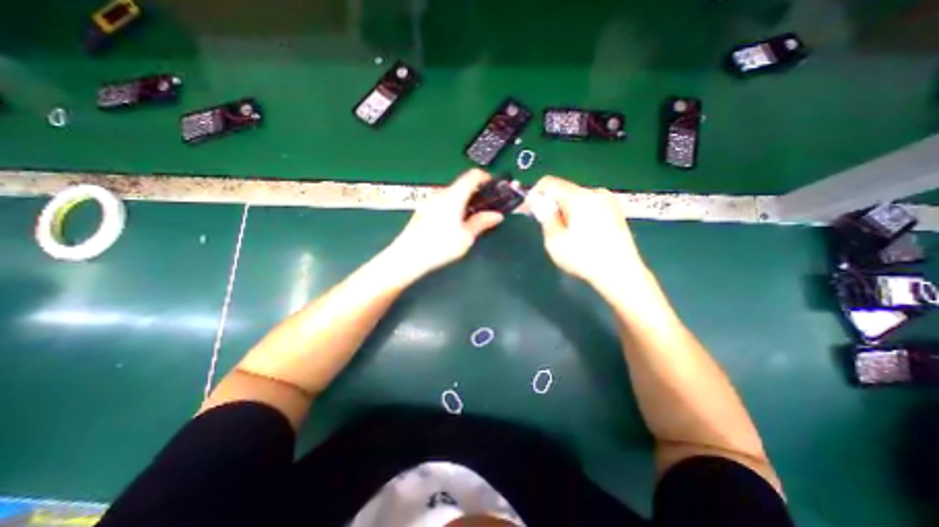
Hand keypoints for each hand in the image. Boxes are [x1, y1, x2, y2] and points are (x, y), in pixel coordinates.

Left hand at [387, 168, 506, 277]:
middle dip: (476, 192)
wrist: (408, 256)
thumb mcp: (465, 237)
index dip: (486, 177)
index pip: (472, 175)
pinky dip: (453, 205)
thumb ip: (481, 223)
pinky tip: (454, 222)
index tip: (494, 186)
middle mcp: (440, 194)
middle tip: (485, 207)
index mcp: (453, 196)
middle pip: (462, 184)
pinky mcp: (423, 209)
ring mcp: (430, 201)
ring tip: (471, 217)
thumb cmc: (439, 246)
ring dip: (464, 200)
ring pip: (452, 193)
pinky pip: (442, 201)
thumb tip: (496, 216)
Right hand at [525, 178, 649, 292]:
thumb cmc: (584, 258)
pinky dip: (578, 213)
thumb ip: (545, 217)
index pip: (550, 183)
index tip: (530, 210)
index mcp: (580, 198)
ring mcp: (608, 202)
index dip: (535, 193)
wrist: (621, 274)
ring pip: (576, 198)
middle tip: (545, 225)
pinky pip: (589, 205)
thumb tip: (537, 202)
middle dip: (550, 204)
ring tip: (563, 232)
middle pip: (564, 190)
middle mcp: (596, 193)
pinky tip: (579, 233)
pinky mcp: (615, 211)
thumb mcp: (555, 240)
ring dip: (564, 210)